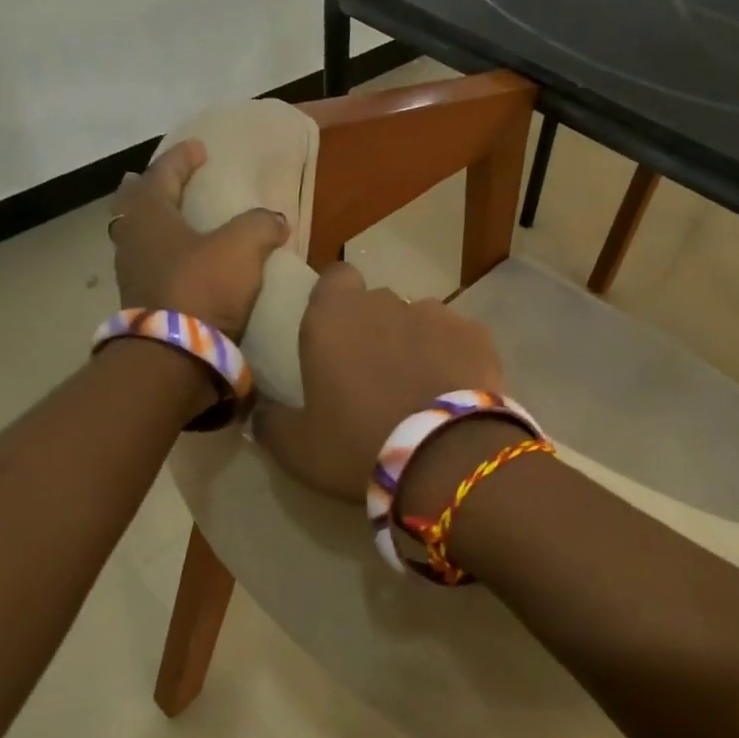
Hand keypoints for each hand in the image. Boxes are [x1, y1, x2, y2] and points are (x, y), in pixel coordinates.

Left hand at [109, 141, 287, 338]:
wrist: (176, 355)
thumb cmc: (202, 287)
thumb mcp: (242, 247)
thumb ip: (260, 225)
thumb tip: (274, 219)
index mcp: (149, 215)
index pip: (161, 174)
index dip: (181, 158)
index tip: (199, 148)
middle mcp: (132, 240)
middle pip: (133, 204)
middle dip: (149, 188)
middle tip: (163, 180)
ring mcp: (132, 275)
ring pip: (137, 236)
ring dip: (154, 223)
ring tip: (175, 220)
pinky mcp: (142, 304)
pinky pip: (149, 266)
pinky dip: (164, 255)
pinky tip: (183, 263)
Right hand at [256, 264, 503, 501]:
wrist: (446, 459)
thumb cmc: (358, 446)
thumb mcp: (296, 448)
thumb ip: (271, 421)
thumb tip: (260, 410)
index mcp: (333, 317)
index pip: (334, 278)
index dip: (335, 299)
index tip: (336, 333)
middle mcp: (385, 302)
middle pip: (377, 303)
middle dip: (376, 328)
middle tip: (376, 375)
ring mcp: (437, 314)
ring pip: (420, 320)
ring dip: (416, 343)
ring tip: (421, 388)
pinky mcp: (478, 334)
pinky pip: (458, 339)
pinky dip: (454, 358)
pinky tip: (455, 394)